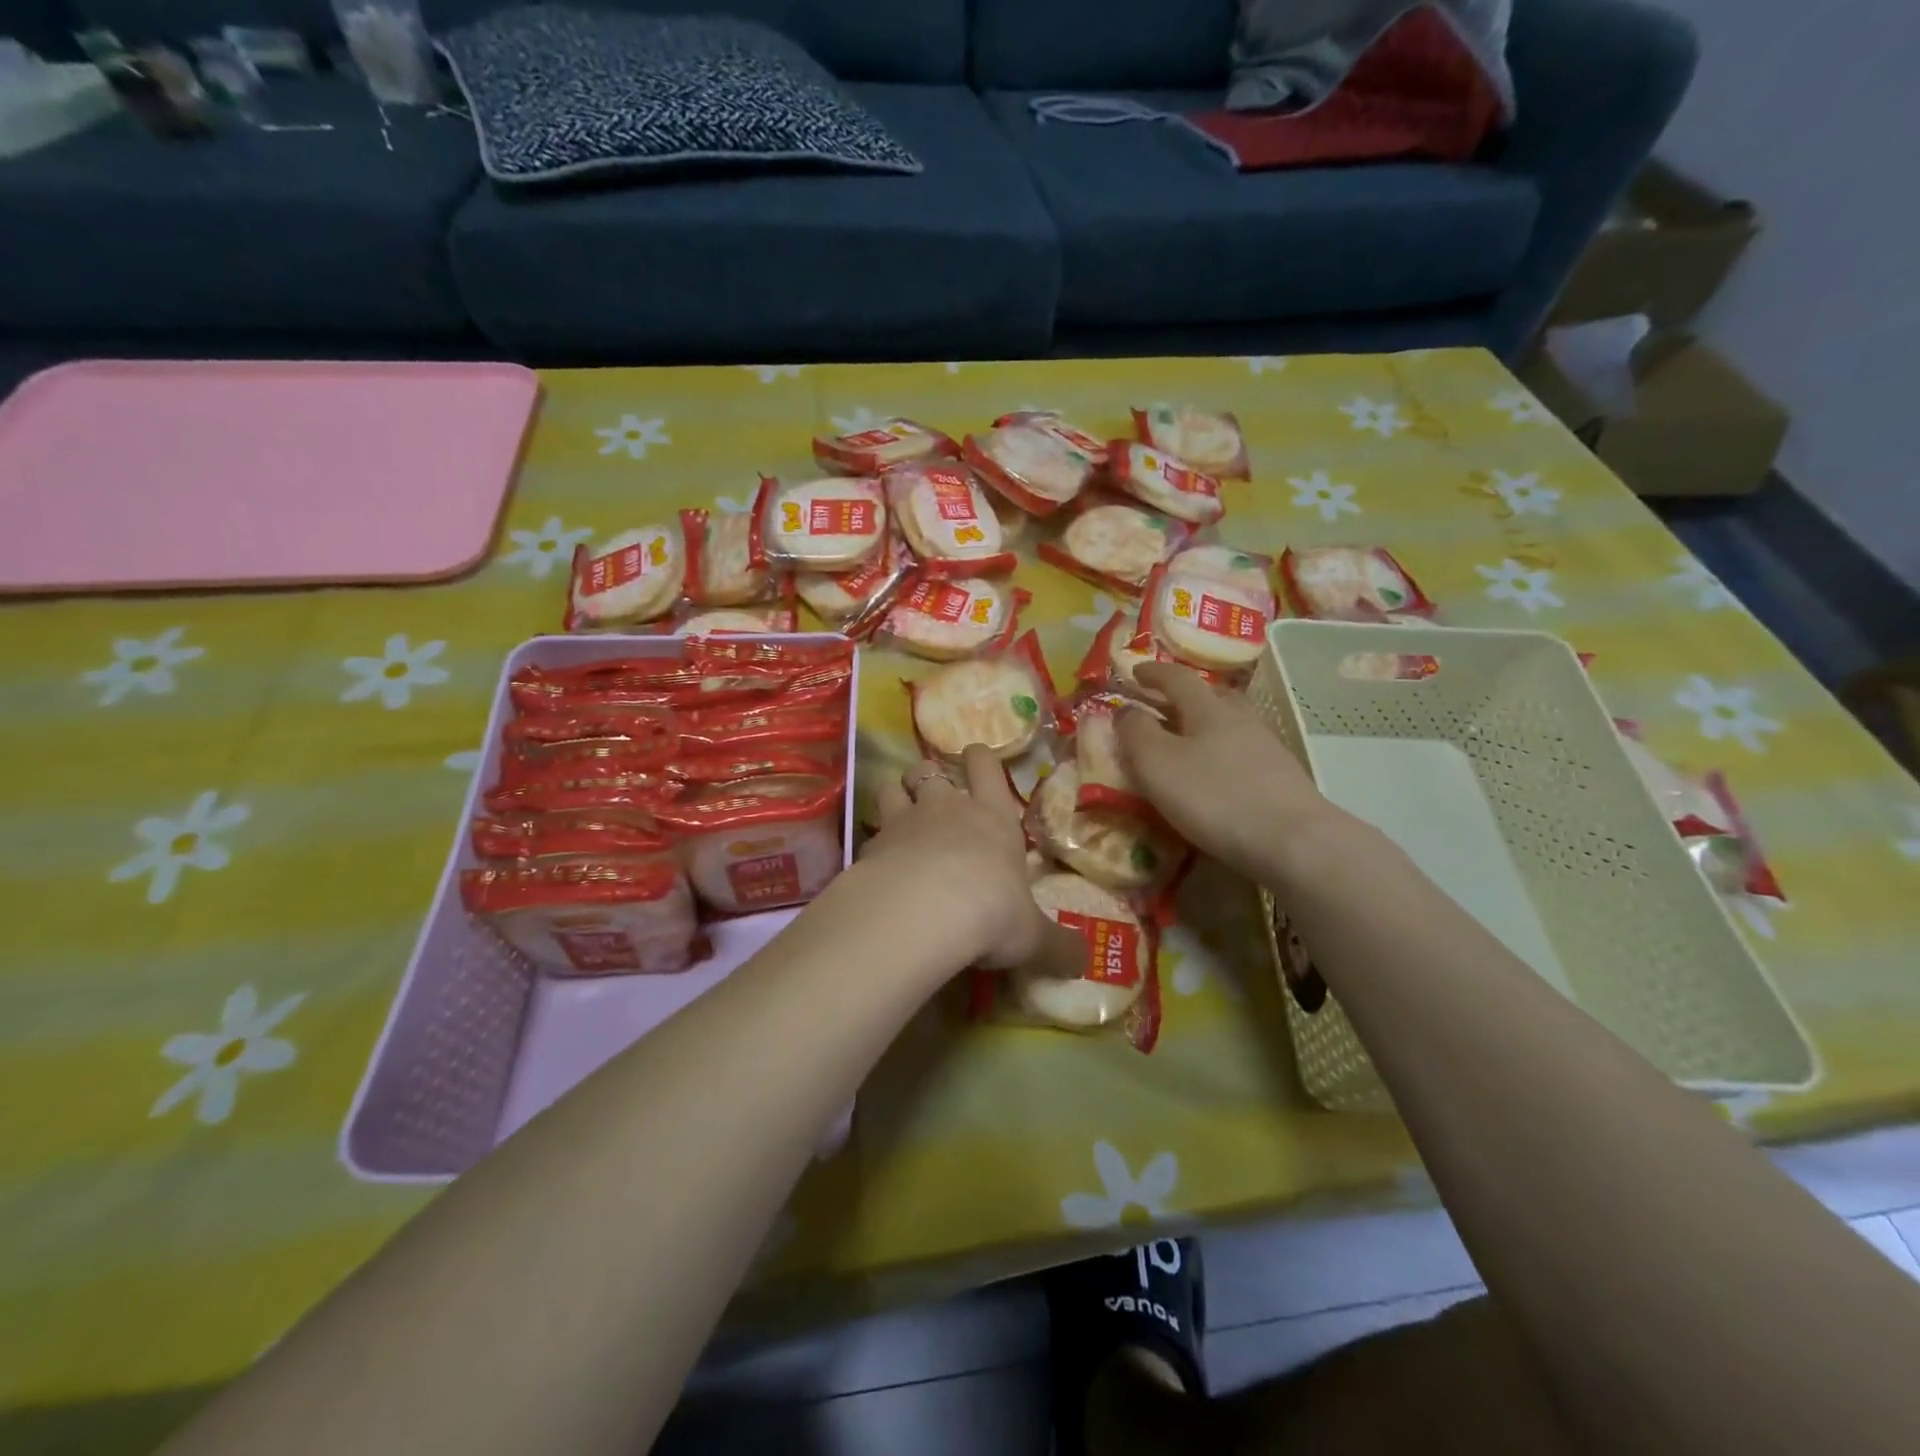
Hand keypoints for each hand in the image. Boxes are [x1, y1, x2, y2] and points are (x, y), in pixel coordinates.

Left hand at [860, 744, 1074, 970]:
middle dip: (928, 776)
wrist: (922, 914)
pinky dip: (873, 844)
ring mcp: (903, 822)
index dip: (980, 759)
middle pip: (928, 769)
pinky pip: (869, 833)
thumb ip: (1056, 945)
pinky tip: (877, 867)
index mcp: (992, 817)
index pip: (986, 766)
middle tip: (932, 797)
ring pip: (891, 787)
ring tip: (899, 818)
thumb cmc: (991, 912)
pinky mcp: (871, 846)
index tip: (976, 759)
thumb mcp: (1032, 936)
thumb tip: (1084, 960)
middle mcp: (946, 808)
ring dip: (895, 797)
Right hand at [1117, 662, 1346, 887]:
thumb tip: (1126, 710)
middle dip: (1184, 696)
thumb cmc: (1214, 796)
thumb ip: (1135, 733)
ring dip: (1206, 726)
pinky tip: (1216, 775)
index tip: (1135, 671)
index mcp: (1208, 708)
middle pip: (1212, 696)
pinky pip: (1243, 753)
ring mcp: (1267, 748)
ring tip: (1187, 743)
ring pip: (1231, 724)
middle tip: (1162, 706)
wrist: (1293, 841)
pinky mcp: (1281, 778)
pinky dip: (1222, 754)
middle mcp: (1241, 719)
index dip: (1153, 672)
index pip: (1177, 678)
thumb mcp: (1157, 764)